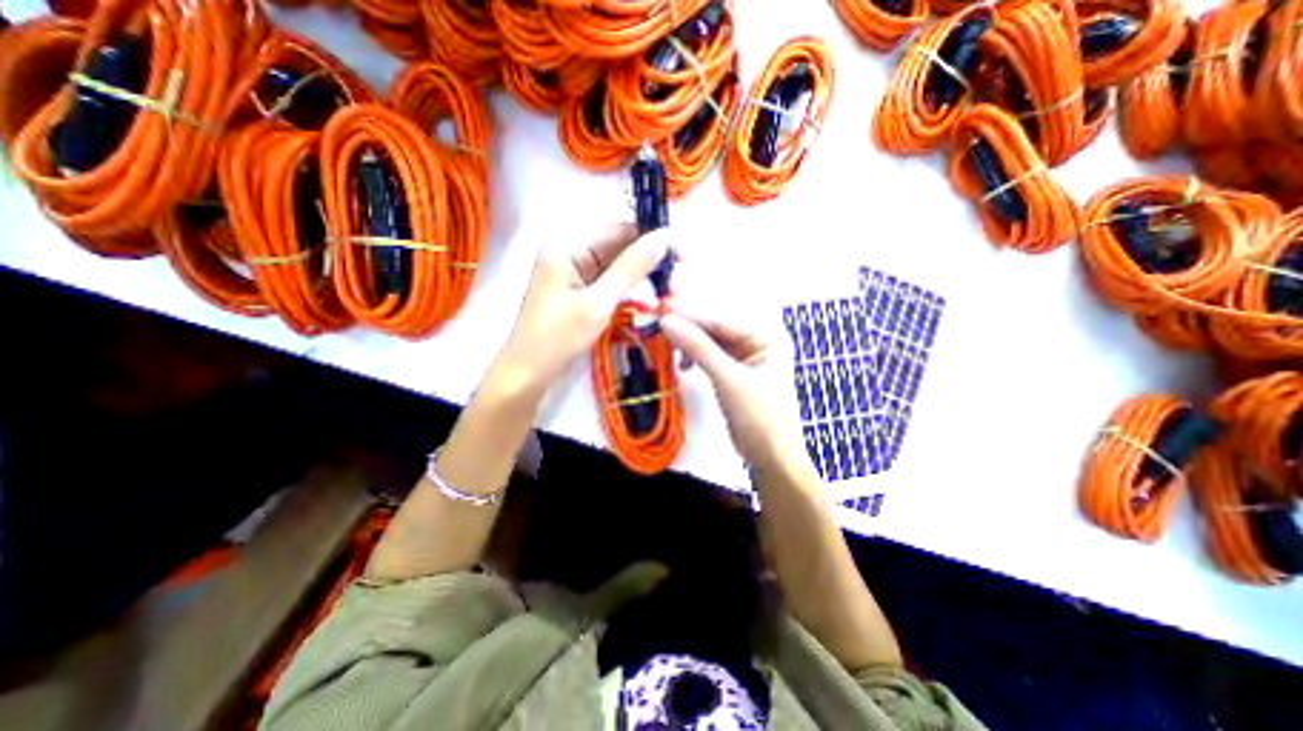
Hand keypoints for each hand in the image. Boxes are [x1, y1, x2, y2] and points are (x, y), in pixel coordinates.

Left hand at [496, 224, 665, 392]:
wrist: (528, 374)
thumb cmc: (557, 338)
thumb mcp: (598, 303)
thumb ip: (632, 268)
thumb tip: (665, 237)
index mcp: (568, 244)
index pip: (621, 227)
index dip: (654, 237)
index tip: (683, 256)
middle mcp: (571, 249)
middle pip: (621, 244)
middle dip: (651, 259)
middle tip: (679, 280)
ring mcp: (575, 270)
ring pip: (619, 263)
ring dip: (644, 274)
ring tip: (671, 290)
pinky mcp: (580, 288)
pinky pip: (611, 279)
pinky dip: (631, 287)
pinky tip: (651, 296)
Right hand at [666, 307, 810, 472]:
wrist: (771, 458)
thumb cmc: (759, 417)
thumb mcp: (728, 380)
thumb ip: (699, 348)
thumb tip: (667, 322)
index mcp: (766, 338)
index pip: (723, 321)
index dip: (692, 315)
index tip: (663, 311)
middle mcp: (757, 342)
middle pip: (716, 329)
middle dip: (689, 329)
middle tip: (658, 326)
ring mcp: (745, 358)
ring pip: (710, 343)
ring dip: (689, 345)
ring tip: (668, 347)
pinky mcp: (733, 373)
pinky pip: (710, 357)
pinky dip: (695, 358)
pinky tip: (684, 365)